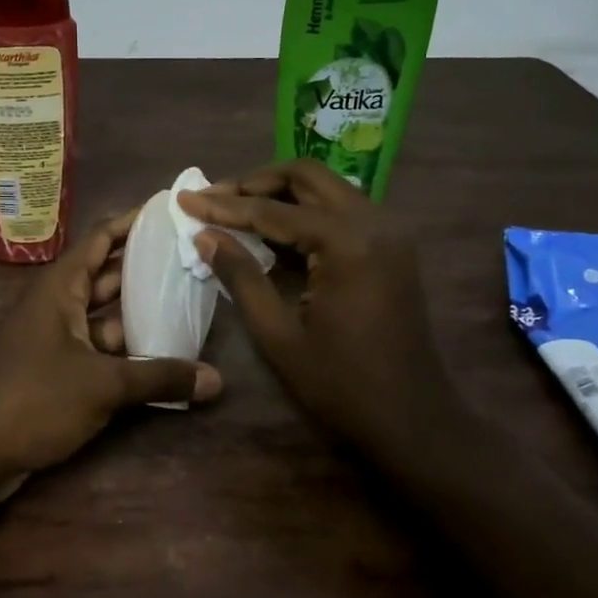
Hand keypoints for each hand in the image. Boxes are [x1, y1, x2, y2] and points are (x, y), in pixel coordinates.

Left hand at [0, 208, 221, 498]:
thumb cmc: (32, 399)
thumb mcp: (102, 386)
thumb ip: (159, 378)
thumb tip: (217, 379)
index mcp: (59, 288)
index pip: (101, 238)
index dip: (134, 222)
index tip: (172, 211)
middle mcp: (57, 305)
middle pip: (107, 275)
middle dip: (147, 268)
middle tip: (193, 260)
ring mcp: (55, 339)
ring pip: (105, 316)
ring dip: (141, 314)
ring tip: (190, 304)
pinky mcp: (55, 371)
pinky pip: (99, 350)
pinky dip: (127, 351)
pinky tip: (164, 357)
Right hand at [177, 160, 442, 454]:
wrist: (412, 420)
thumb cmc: (340, 385)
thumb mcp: (278, 334)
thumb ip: (241, 276)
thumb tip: (204, 235)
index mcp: (346, 242)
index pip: (272, 210)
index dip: (224, 205)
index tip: (185, 198)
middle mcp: (374, 222)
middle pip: (306, 176)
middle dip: (255, 182)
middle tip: (215, 198)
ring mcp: (389, 232)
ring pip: (326, 188)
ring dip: (280, 192)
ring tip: (236, 209)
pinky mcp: (392, 247)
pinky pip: (342, 210)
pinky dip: (305, 211)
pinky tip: (274, 230)